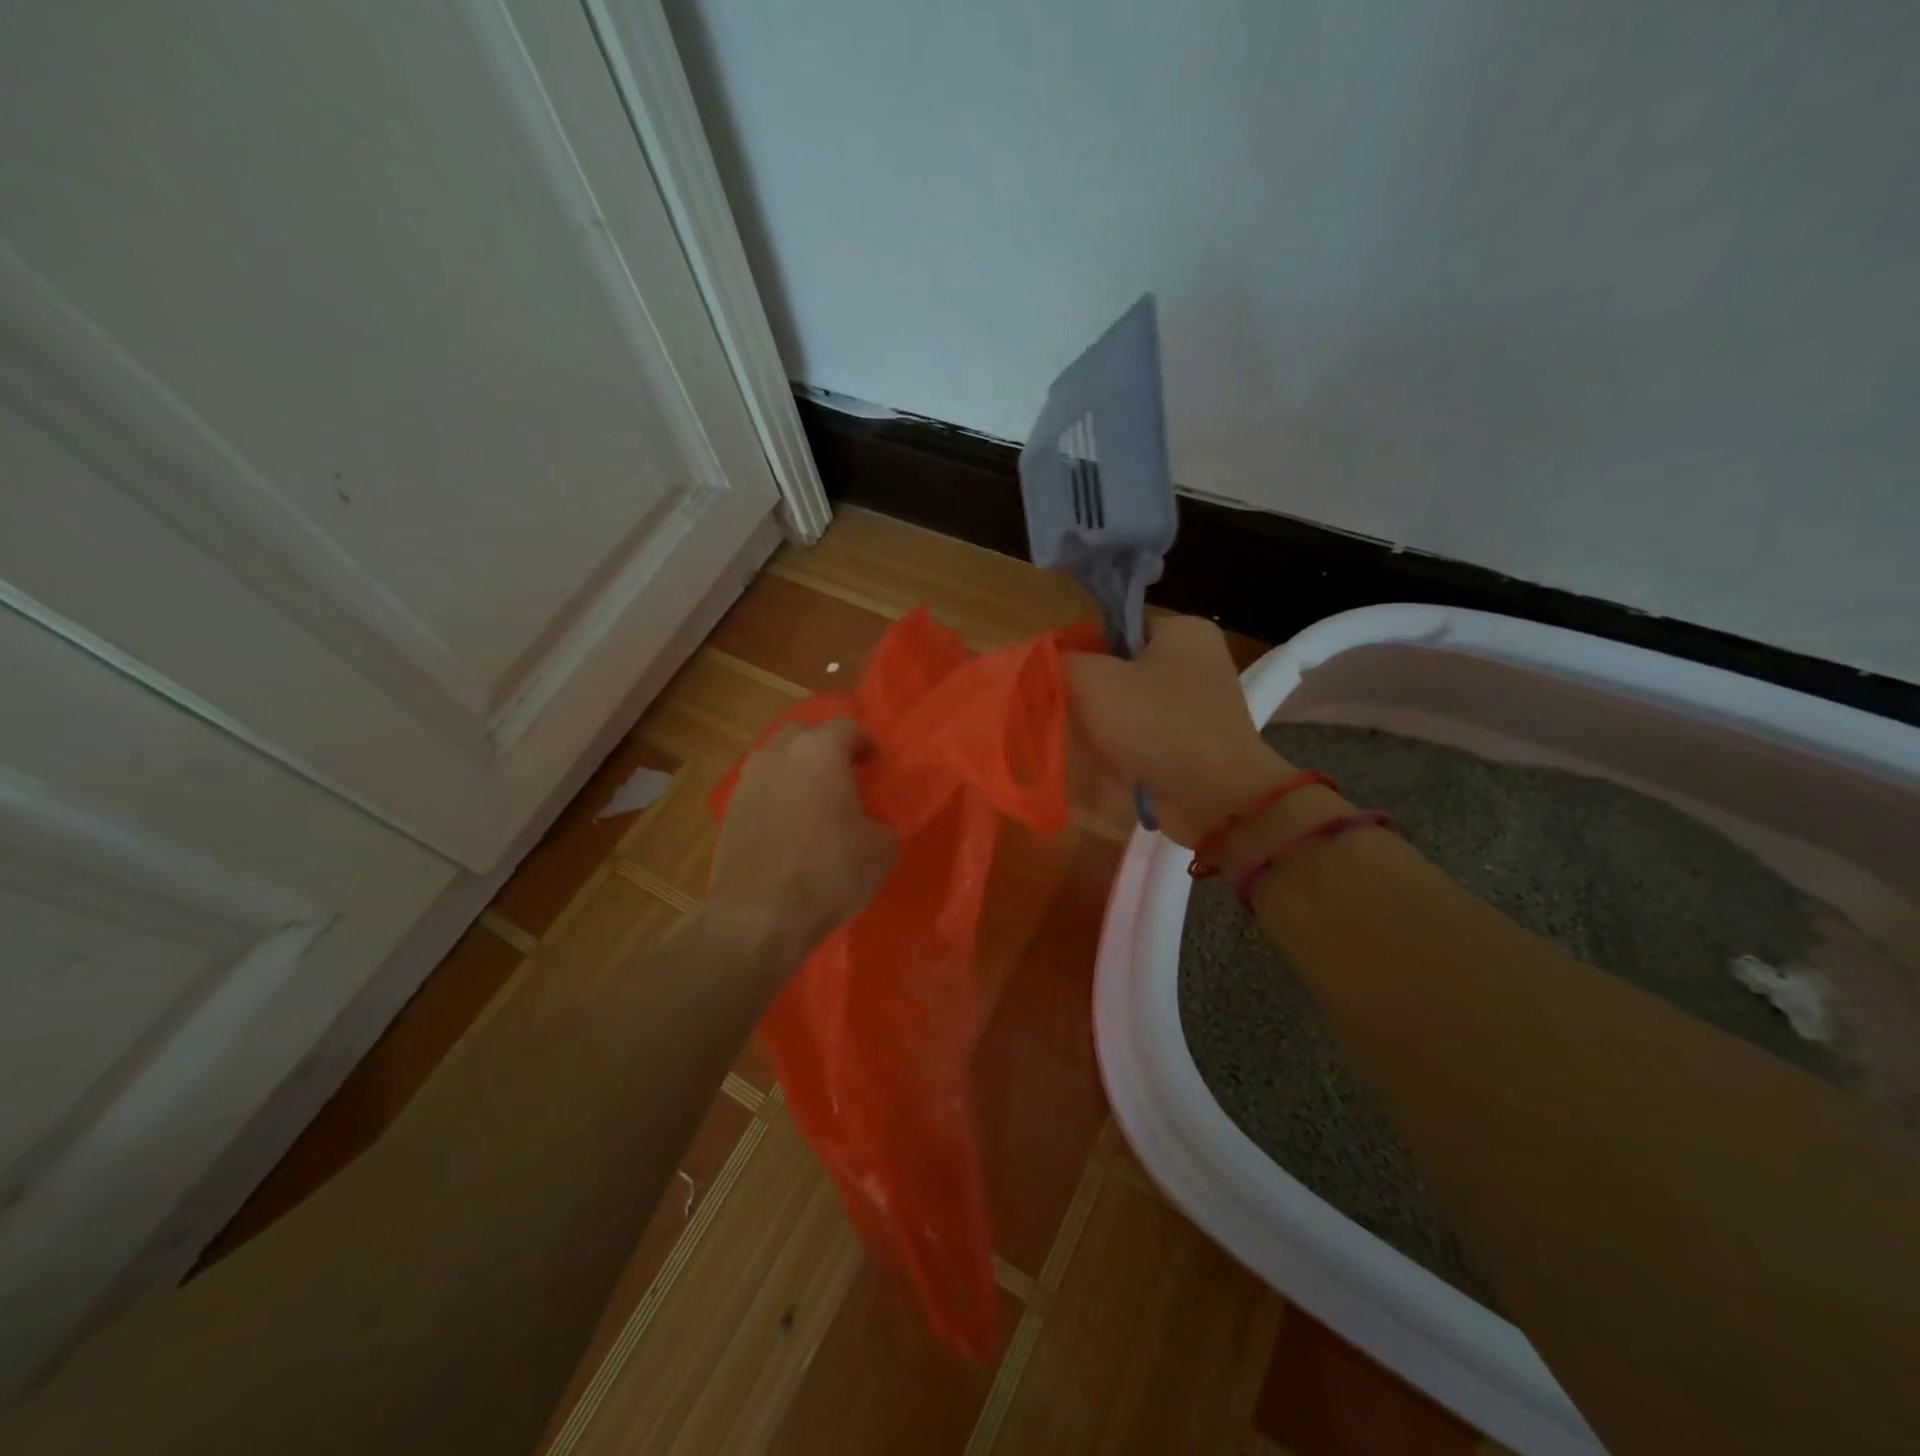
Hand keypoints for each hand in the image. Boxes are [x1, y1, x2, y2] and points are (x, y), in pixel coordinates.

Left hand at [710, 719, 896, 969]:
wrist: (760, 914)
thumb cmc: (829, 873)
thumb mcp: (882, 848)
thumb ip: (880, 820)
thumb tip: (867, 821)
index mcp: (821, 752)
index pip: (848, 728)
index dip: (866, 745)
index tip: (875, 767)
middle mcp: (780, 753)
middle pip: (806, 734)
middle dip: (826, 749)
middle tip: (843, 777)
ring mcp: (749, 779)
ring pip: (777, 758)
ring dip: (797, 770)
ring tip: (813, 799)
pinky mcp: (730, 808)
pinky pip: (760, 787)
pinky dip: (777, 794)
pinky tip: (788, 823)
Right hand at [1065, 615, 1296, 846]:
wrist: (1214, 798)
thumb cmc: (1155, 725)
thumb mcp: (1094, 680)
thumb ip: (1064, 660)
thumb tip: (1052, 658)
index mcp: (1184, 630)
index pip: (1117, 626)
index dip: (1084, 651)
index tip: (1062, 680)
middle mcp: (1200, 660)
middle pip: (1124, 667)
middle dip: (1095, 692)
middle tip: (1072, 713)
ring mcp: (1202, 704)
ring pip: (1135, 704)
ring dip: (1109, 724)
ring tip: (1093, 743)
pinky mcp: (1199, 742)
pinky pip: (1151, 735)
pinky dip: (1131, 748)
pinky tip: (1115, 763)